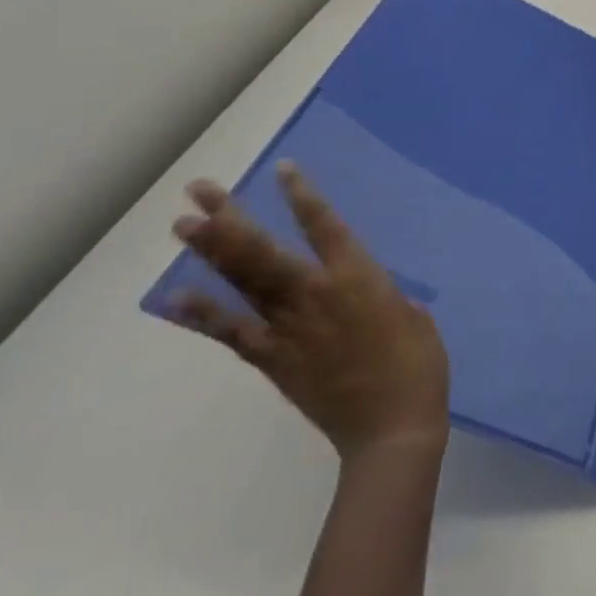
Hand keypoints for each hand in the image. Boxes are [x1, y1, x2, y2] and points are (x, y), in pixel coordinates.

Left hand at [169, 162, 450, 462]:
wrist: (392, 426)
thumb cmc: (418, 362)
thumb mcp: (409, 312)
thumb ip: (377, 292)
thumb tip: (357, 288)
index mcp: (359, 276)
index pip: (324, 225)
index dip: (302, 196)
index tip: (281, 169)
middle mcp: (316, 294)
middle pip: (263, 250)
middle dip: (230, 218)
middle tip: (200, 191)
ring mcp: (289, 328)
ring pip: (243, 283)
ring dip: (211, 253)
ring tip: (183, 226)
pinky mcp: (272, 360)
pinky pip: (231, 333)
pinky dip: (202, 316)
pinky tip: (176, 298)